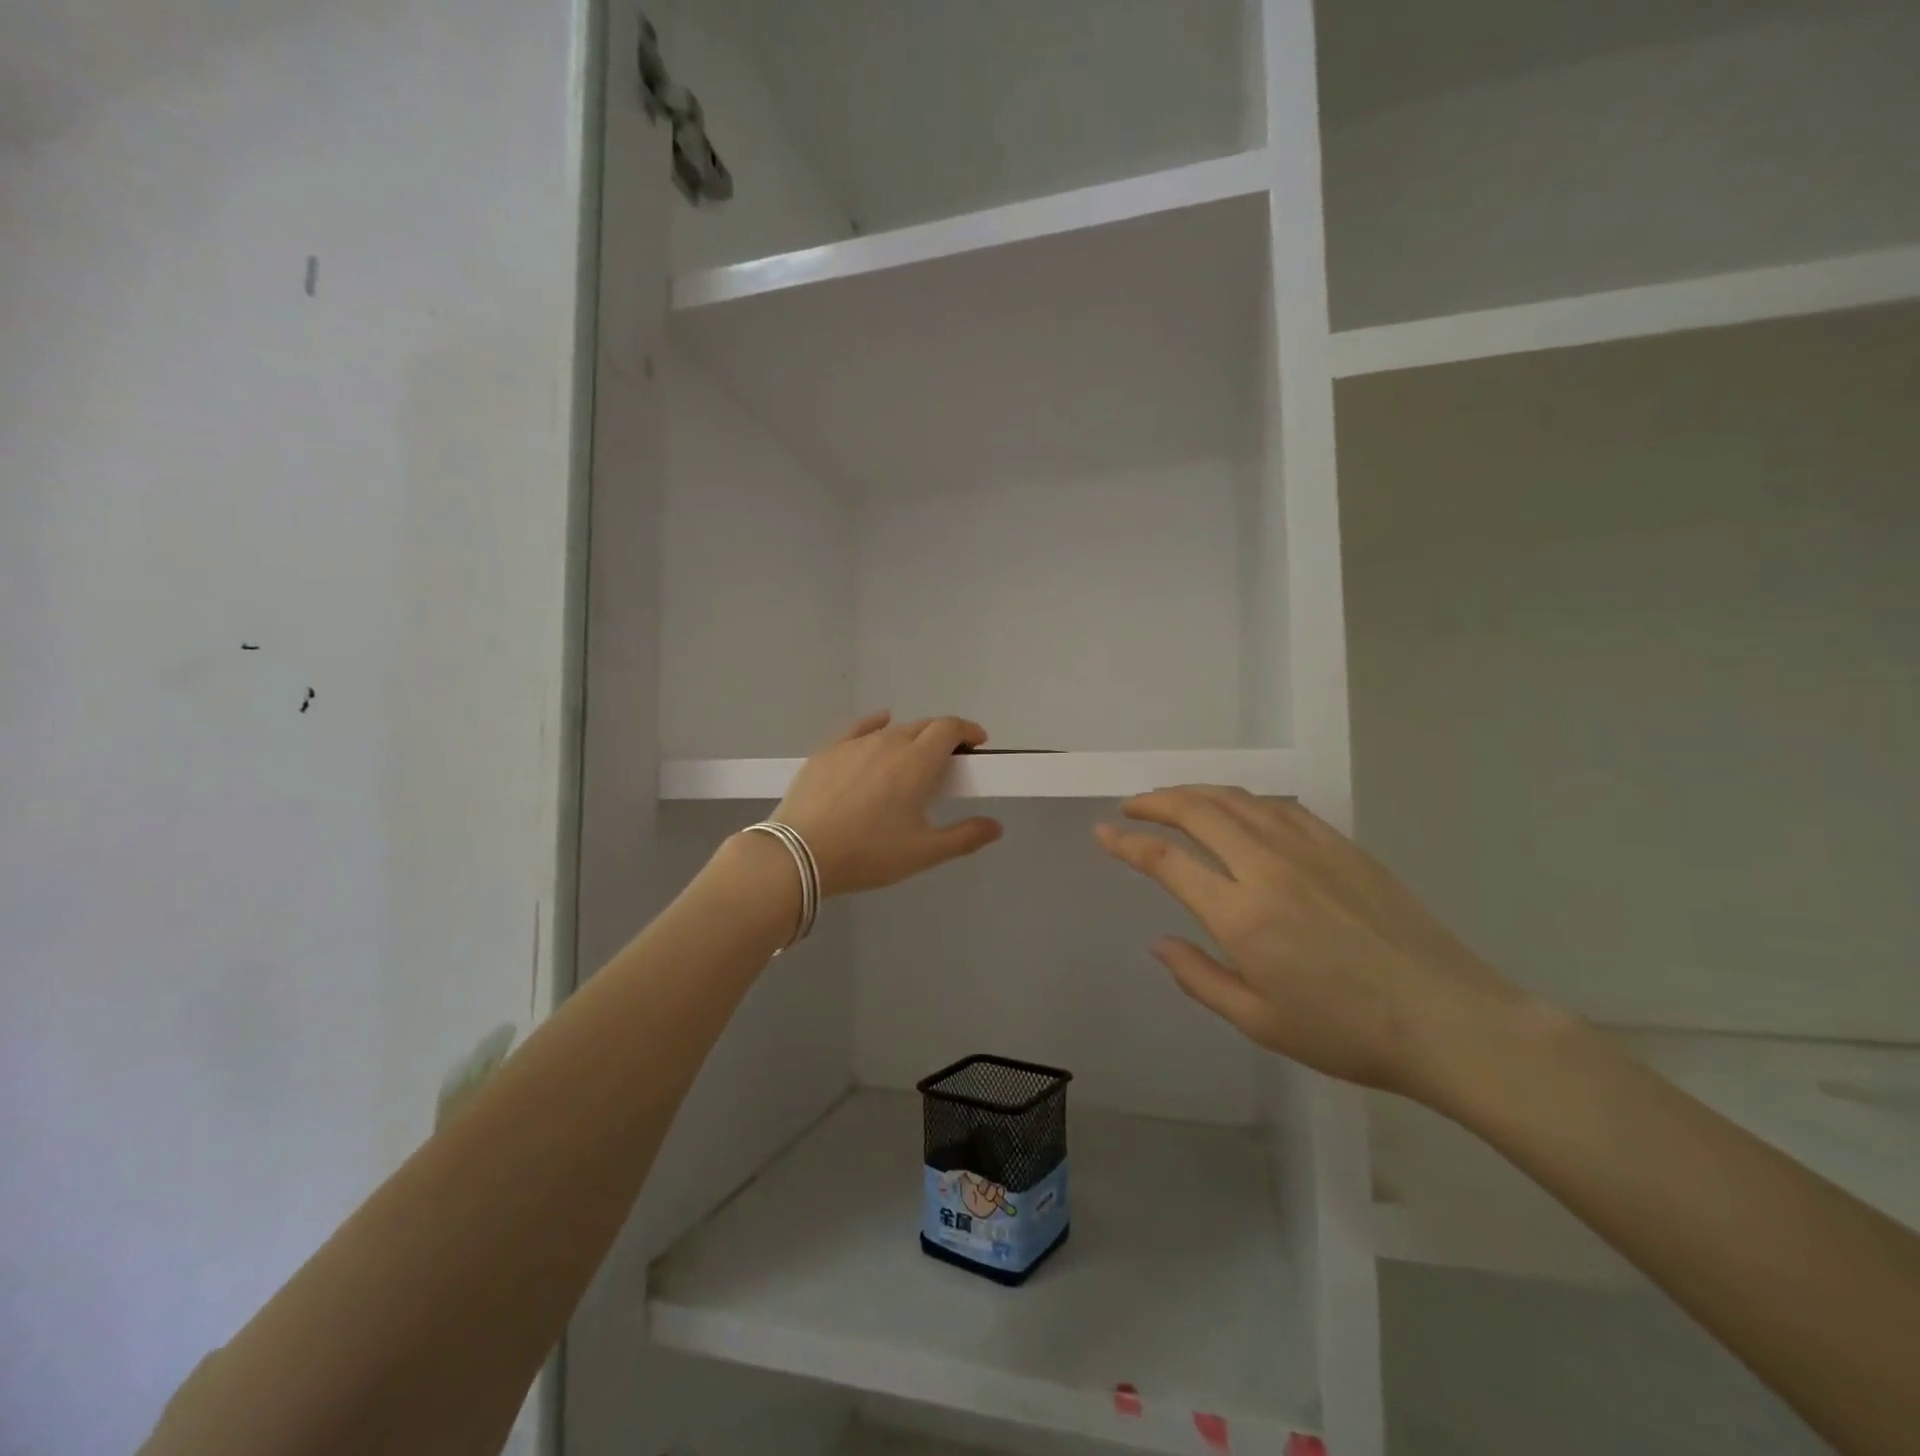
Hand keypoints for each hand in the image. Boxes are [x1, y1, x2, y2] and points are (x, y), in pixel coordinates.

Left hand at [774, 711, 1003, 896]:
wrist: (799, 854)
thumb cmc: (869, 853)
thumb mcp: (923, 852)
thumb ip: (964, 836)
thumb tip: (996, 826)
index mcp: (918, 761)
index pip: (949, 728)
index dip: (968, 730)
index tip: (977, 744)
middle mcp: (889, 742)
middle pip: (923, 726)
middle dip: (942, 736)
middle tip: (949, 761)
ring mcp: (855, 744)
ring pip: (892, 730)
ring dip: (911, 737)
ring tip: (912, 759)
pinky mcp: (827, 751)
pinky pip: (859, 729)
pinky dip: (876, 724)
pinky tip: (879, 725)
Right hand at [1095, 787, 1532, 1099]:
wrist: (1449, 1020)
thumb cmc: (1346, 1033)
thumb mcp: (1259, 1022)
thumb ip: (1199, 977)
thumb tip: (1159, 942)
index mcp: (1242, 915)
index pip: (1168, 861)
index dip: (1128, 842)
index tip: (1104, 832)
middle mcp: (1269, 868)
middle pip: (1198, 811)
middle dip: (1156, 801)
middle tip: (1132, 805)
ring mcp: (1309, 850)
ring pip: (1238, 800)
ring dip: (1197, 792)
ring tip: (1173, 798)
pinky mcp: (1342, 846)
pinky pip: (1280, 807)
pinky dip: (1245, 800)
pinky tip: (1238, 809)